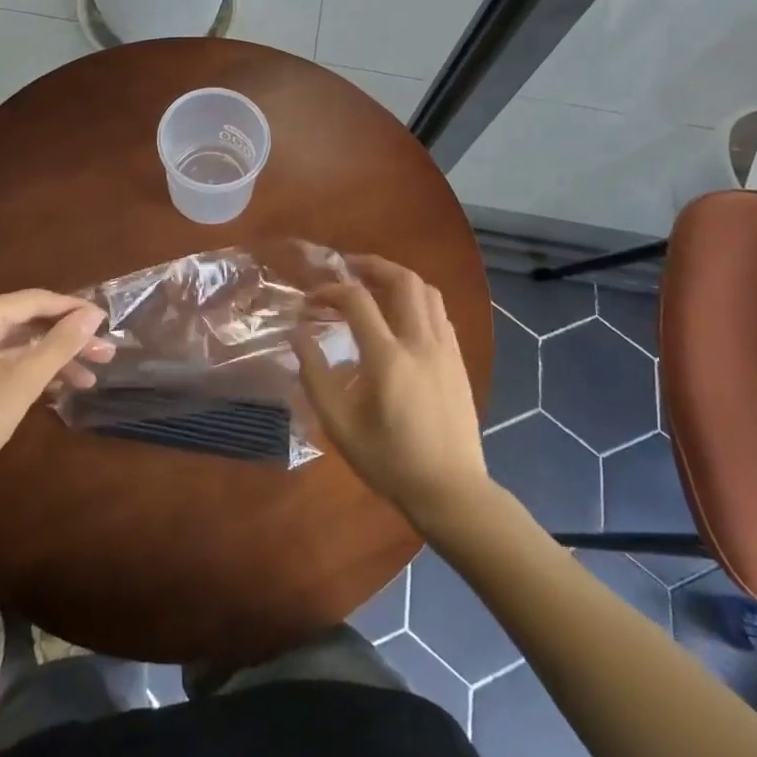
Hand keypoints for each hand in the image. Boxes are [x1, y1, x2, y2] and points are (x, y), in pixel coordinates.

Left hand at [0, 289, 114, 495]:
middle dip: (68, 339)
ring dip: (52, 358)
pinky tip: (57, 386)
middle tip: (106, 354)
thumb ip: (59, 345)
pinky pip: (0, 357)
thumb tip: (92, 315)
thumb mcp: (21, 383)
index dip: (75, 310)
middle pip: (27, 321)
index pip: (36, 300)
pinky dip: (28, 369)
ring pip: (16, 342)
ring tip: (90, 377)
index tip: (108, 322)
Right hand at [291, 255, 488, 529]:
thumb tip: (298, 335)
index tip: (311, 299)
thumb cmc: (390, 461)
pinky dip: (417, 300)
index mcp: (388, 358)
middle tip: (348, 268)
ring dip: (399, 278)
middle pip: (403, 280)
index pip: (358, 301)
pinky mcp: (458, 359)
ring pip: (427, 291)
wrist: (451, 490)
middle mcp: (421, 342)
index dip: (331, 290)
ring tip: (375, 283)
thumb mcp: (340, 425)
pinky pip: (439, 313)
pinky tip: (401, 316)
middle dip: (373, 266)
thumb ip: (315, 375)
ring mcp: (445, 349)